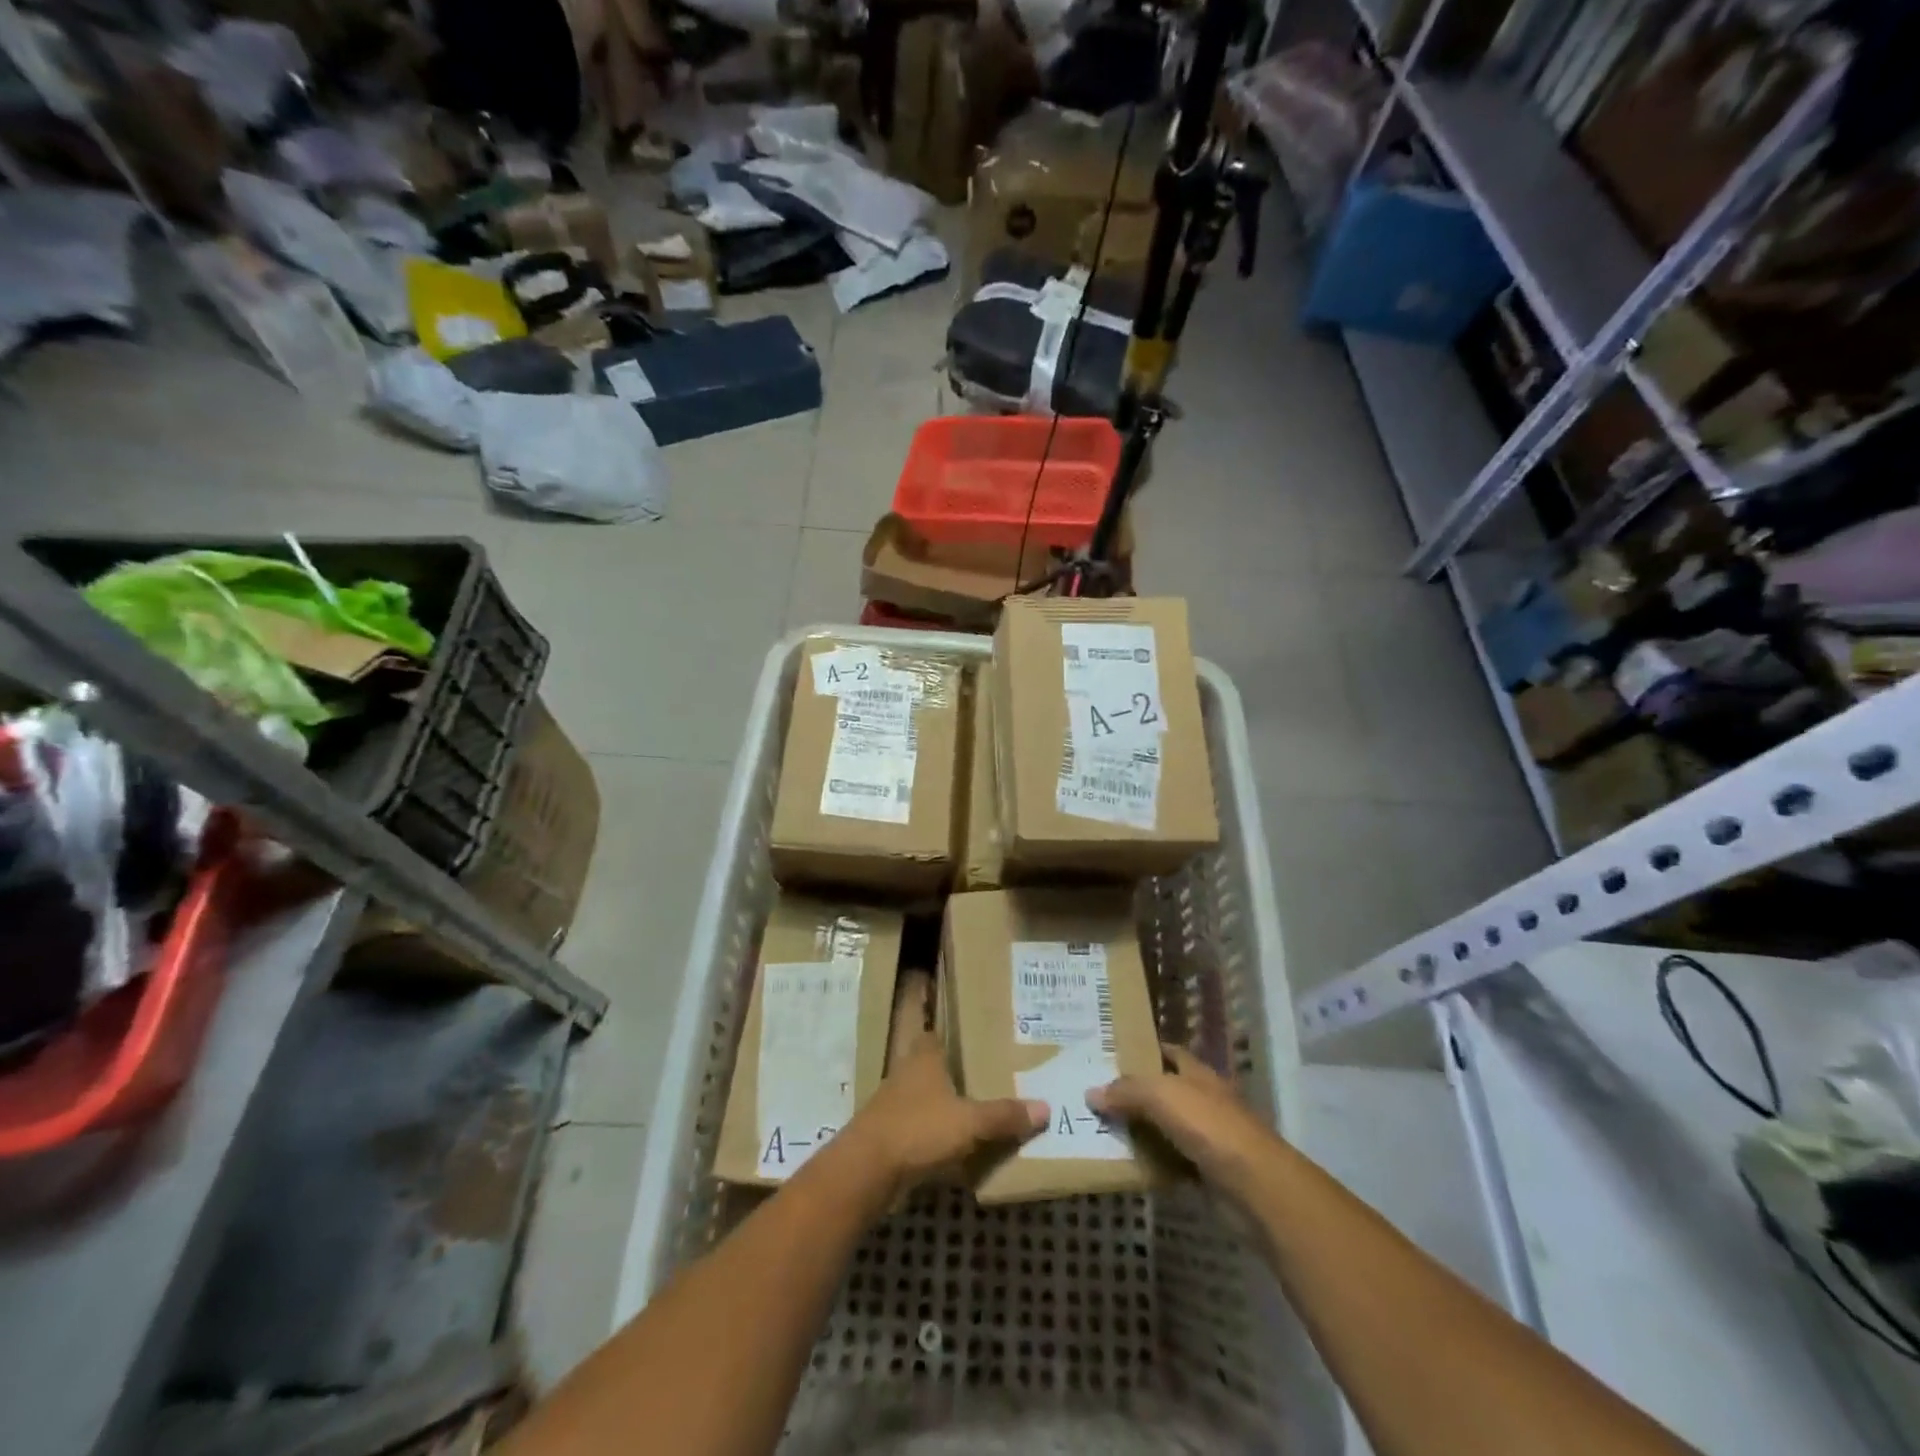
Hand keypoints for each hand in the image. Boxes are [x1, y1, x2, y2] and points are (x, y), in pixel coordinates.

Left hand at [839, 972, 1045, 1199]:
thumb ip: (1004, 1115)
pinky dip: (936, 1138)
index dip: (954, 1036)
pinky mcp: (889, 1138)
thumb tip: (1045, 1107)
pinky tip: (957, 1151)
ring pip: (927, 1101)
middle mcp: (906, 1075)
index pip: (936, 1035)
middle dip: (956, 1076)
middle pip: (933, 1069)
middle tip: (990, 1079)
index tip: (978, 1040)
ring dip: (946, 1109)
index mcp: (924, 1058)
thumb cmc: (919, 1129)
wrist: (867, 1171)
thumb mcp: (970, 1122)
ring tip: (980, 1116)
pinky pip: (920, 1132)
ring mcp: (894, 1107)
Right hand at [1087, 1044, 1283, 1202]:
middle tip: (1095, 1093)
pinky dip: (1152, 1164)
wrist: (1255, 1187)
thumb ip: (1126, 1091)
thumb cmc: (1210, 1126)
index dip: (1144, 1049)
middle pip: (1164, 1090)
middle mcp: (1204, 1100)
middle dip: (1134, 1092)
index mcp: (1198, 1074)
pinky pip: (1170, 1163)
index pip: (1169, 1052)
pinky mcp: (1206, 1173)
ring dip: (1140, 1130)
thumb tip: (1091, 1092)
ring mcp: (1207, 1138)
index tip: (1111, 1053)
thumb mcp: (1162, 1095)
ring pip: (1165, 1128)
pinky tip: (1125, 1164)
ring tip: (1099, 1128)